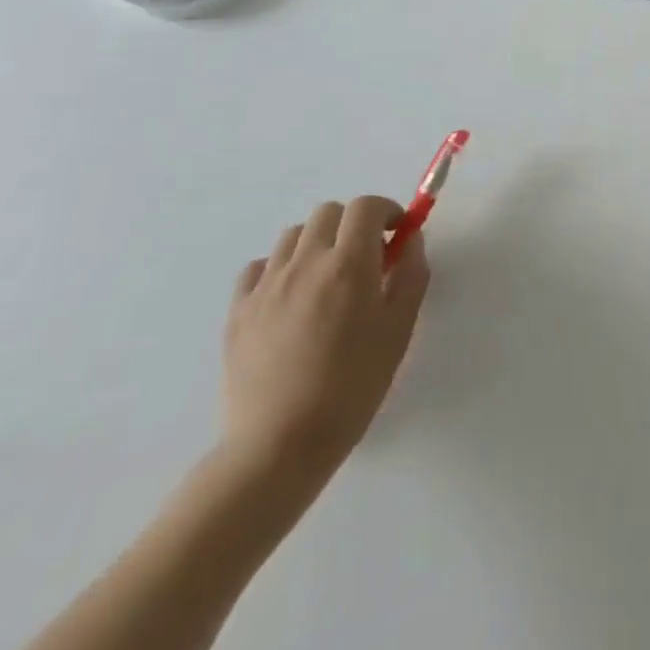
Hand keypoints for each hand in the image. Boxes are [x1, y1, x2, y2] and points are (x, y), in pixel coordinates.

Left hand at [222, 196, 430, 475]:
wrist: (282, 442)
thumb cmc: (354, 384)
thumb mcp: (400, 328)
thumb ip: (411, 274)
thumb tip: (410, 240)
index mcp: (349, 264)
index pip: (366, 206)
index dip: (386, 211)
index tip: (396, 235)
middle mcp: (305, 263)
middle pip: (329, 212)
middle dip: (353, 224)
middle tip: (366, 258)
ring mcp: (266, 285)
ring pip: (293, 235)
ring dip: (317, 243)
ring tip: (327, 278)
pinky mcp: (238, 310)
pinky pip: (259, 267)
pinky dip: (280, 267)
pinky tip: (291, 297)